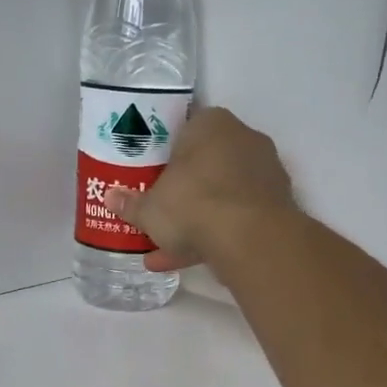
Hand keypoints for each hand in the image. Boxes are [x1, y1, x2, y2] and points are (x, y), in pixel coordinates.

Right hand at [107, 107, 296, 271]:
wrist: (250, 238)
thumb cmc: (193, 203)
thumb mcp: (150, 207)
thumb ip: (131, 203)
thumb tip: (111, 197)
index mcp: (212, 124)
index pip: (185, 130)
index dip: (165, 154)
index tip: (151, 177)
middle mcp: (243, 140)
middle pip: (205, 165)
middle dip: (181, 192)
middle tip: (158, 212)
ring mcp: (264, 174)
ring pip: (221, 196)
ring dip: (195, 221)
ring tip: (162, 249)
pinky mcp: (275, 208)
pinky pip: (236, 219)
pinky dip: (213, 237)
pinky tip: (182, 262)